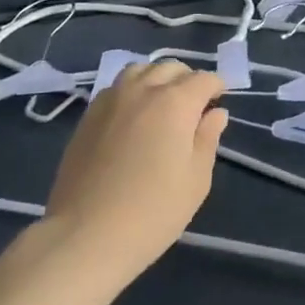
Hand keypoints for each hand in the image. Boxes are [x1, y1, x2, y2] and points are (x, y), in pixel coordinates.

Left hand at [41, 60, 227, 285]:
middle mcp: (144, 90)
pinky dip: (131, 90)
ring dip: (156, 78)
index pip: (204, 79)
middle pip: (171, 67)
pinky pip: (116, 87)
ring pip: (140, 69)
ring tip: (161, 104)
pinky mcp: (88, 115)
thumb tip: (216, 113)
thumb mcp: (196, 180)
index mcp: (176, 102)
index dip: (216, 87)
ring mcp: (112, 99)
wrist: (85, 236)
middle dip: (187, 80)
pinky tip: (132, 116)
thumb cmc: (152, 212)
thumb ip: (208, 139)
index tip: (218, 104)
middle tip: (193, 106)